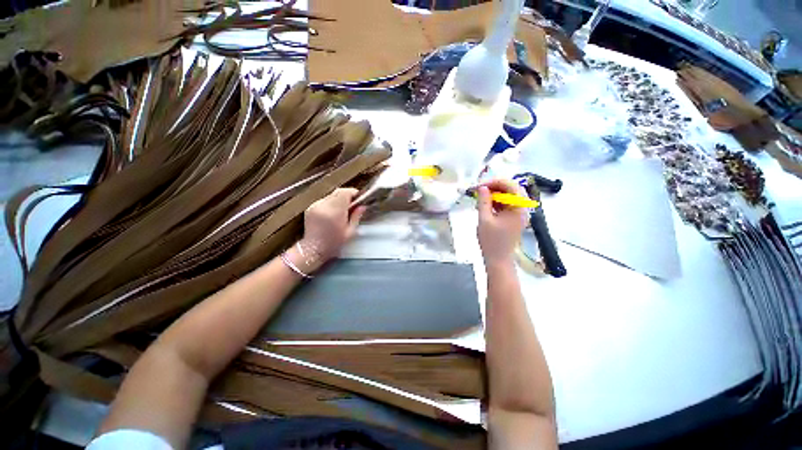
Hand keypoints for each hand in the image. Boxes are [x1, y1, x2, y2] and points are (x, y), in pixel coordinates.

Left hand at [286, 188, 365, 274]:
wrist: (312, 249)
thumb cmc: (334, 243)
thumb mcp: (350, 232)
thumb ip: (356, 217)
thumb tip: (362, 206)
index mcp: (335, 212)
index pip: (344, 192)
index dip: (353, 193)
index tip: (358, 198)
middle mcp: (324, 205)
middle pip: (337, 192)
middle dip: (346, 196)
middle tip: (352, 205)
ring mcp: (315, 205)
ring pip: (331, 196)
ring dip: (338, 200)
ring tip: (342, 211)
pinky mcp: (310, 207)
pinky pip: (324, 200)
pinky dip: (330, 204)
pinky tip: (332, 214)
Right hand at [477, 179, 526, 265]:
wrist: (498, 259)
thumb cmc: (491, 241)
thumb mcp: (484, 219)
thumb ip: (483, 201)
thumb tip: (481, 187)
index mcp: (519, 208)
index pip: (511, 186)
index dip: (495, 182)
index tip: (480, 185)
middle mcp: (522, 208)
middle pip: (511, 189)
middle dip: (494, 187)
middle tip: (479, 190)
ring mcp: (519, 213)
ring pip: (507, 196)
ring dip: (494, 194)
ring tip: (480, 198)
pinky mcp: (513, 217)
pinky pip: (505, 204)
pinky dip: (495, 202)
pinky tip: (484, 205)